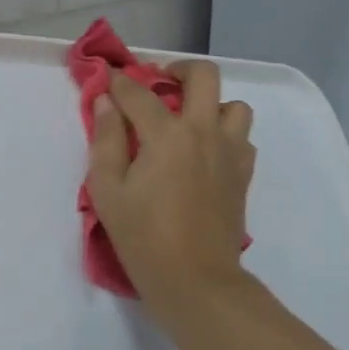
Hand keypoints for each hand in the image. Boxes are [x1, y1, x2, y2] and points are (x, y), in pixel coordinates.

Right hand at [87, 61, 255, 311]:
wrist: (195, 279)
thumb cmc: (142, 236)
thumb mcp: (107, 189)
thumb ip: (106, 140)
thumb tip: (105, 102)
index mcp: (167, 135)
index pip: (139, 93)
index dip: (118, 82)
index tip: (107, 79)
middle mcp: (204, 132)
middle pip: (203, 76)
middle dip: (177, 70)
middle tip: (158, 84)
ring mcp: (230, 152)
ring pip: (234, 105)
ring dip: (210, 104)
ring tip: (187, 121)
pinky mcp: (243, 174)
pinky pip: (242, 137)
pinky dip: (224, 134)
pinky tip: (203, 152)